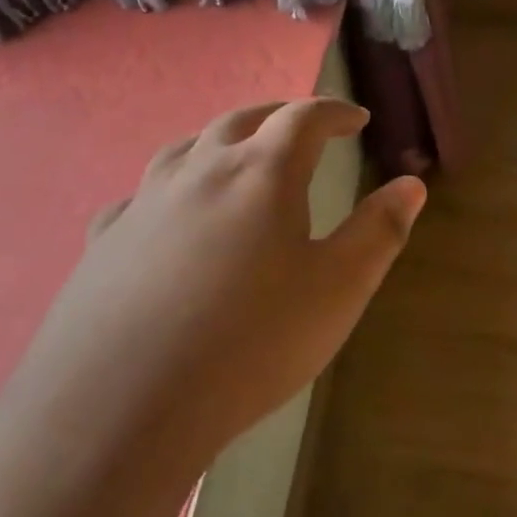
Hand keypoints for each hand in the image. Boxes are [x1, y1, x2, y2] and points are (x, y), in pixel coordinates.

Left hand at [8, 98, 425, 486]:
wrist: (120, 404)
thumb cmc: (249, 343)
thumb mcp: (337, 290)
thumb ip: (378, 231)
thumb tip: (412, 183)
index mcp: (261, 173)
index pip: (303, 118)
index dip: (334, 112)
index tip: (356, 118)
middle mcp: (200, 171)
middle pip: (242, 120)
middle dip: (278, 115)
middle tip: (301, 126)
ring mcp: (144, 203)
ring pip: (187, 148)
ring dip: (220, 140)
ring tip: (237, 155)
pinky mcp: (104, 240)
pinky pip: (140, 196)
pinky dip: (168, 190)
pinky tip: (165, 215)